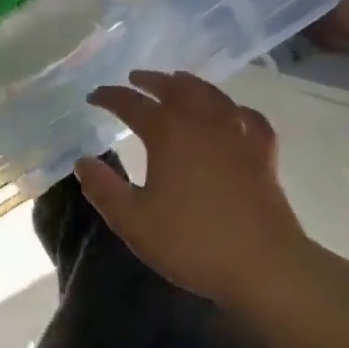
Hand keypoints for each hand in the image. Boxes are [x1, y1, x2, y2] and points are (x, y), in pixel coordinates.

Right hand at [77, 70, 315, 311]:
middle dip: (151, 81)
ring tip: (178, 82)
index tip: (93, 97)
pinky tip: (233, 113)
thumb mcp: (133, 221)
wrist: (265, 268)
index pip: (131, 104)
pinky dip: (236, 110)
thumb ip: (103, 189)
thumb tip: (83, 162)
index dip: (110, 97)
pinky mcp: (263, 155)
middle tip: (135, 79)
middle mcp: (202, 123)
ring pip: (212, 95)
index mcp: (167, 133)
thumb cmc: (192, 242)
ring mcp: (237, 136)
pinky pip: (249, 119)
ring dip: (190, 84)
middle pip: (174, 88)